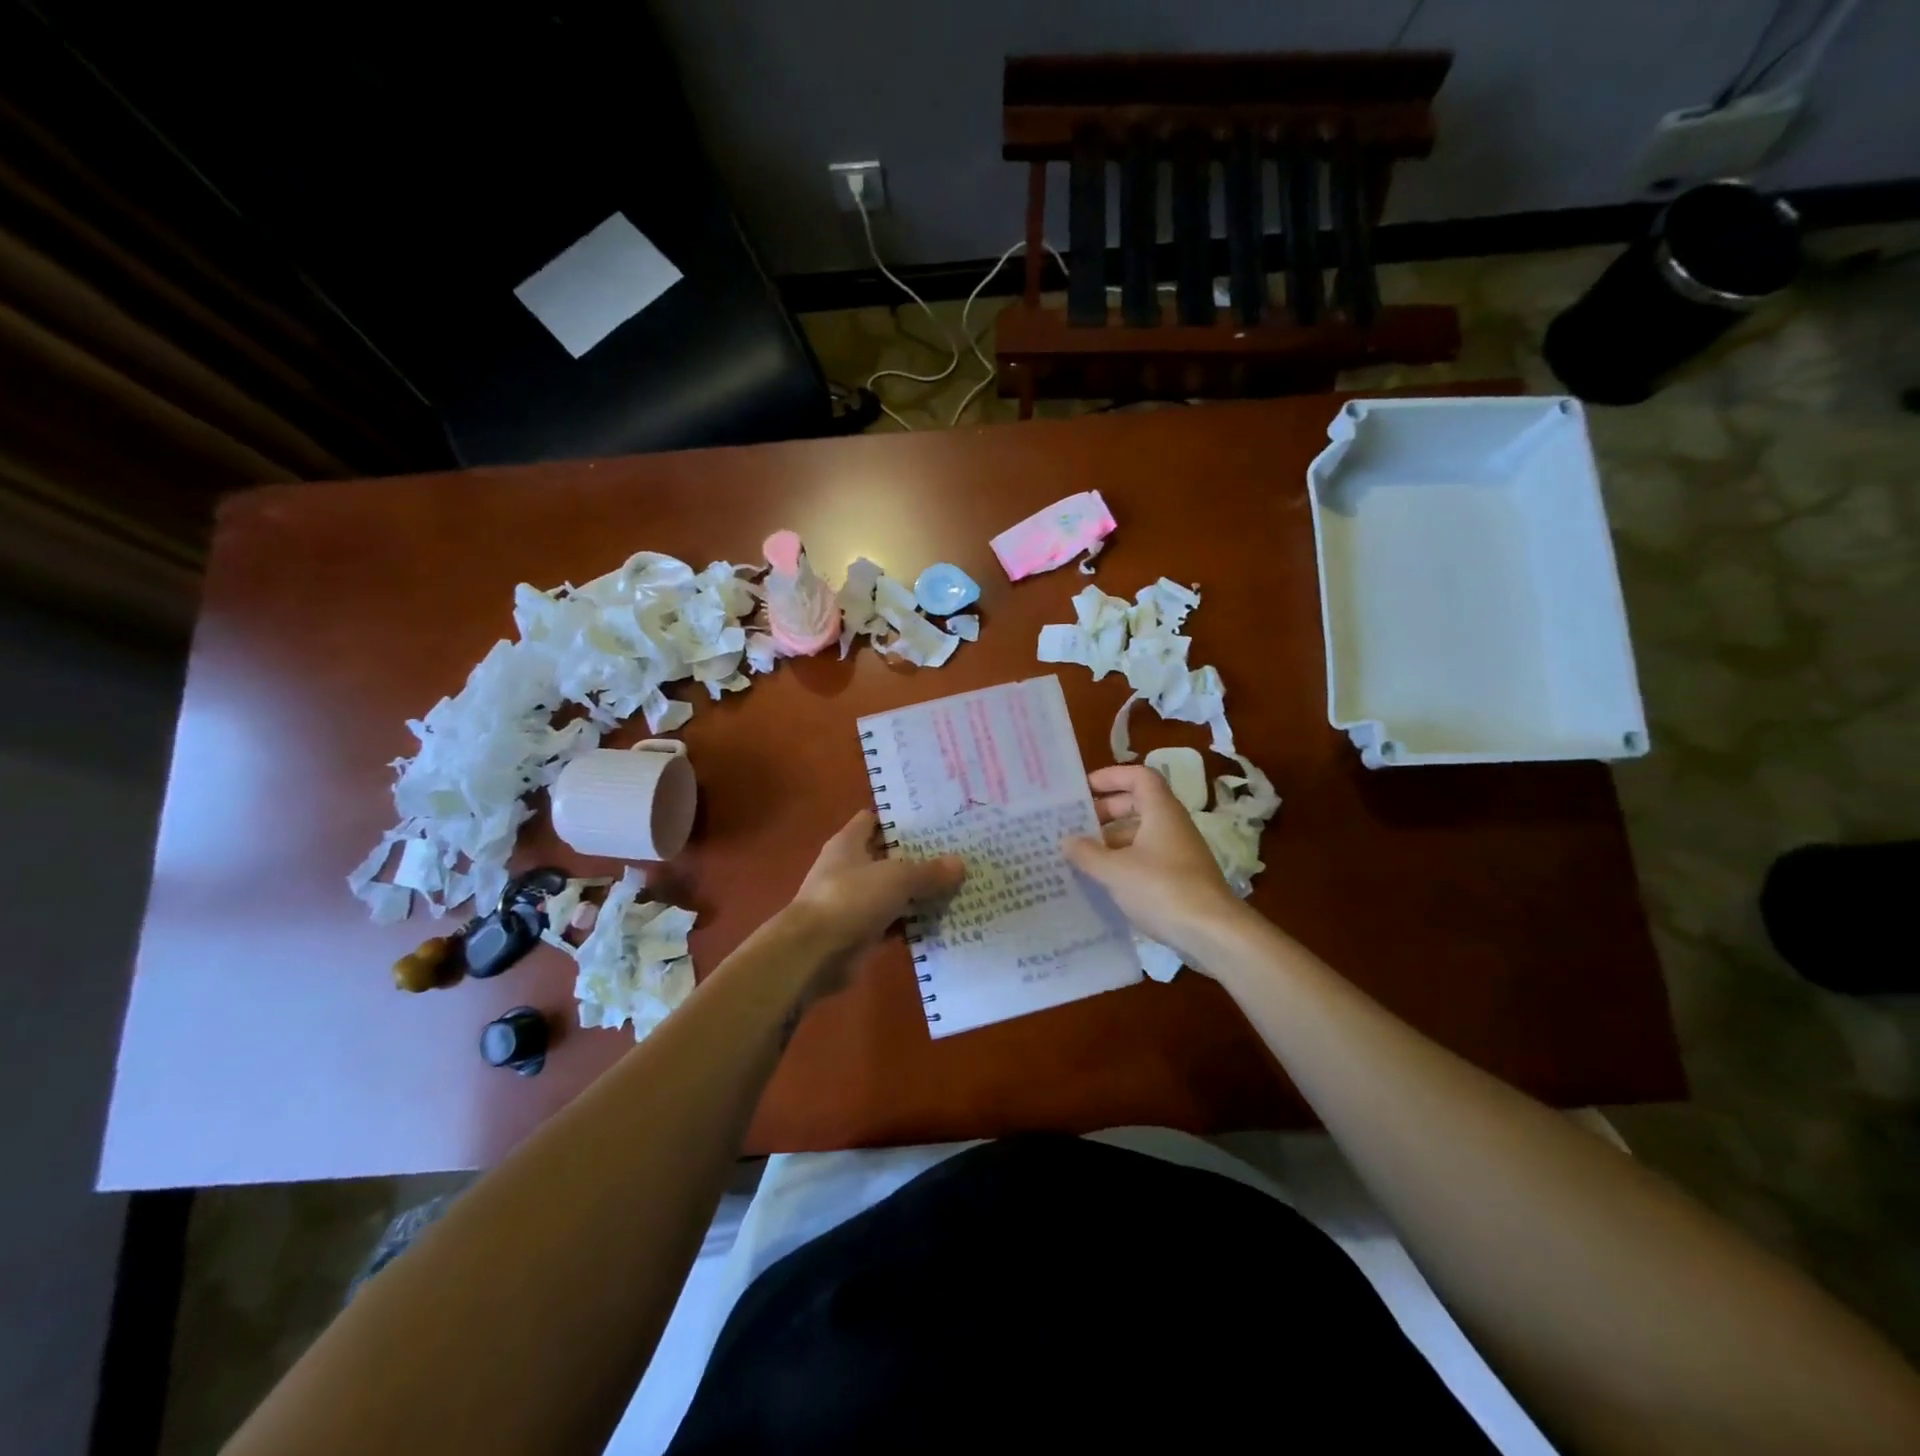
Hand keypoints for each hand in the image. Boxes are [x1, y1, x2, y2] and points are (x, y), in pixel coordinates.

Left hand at [785, 810, 965, 1000]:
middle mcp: (849, 868)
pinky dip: (912, 923)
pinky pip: (893, 922)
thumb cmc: (851, 899)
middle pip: (888, 857)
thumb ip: (928, 871)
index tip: (933, 820)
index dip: (900, 819)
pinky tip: (942, 922)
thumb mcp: (897, 878)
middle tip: (957, 854)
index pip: (874, 820)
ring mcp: (854, 902)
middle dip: (918, 857)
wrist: (814, 953)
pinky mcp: (860, 932)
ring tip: (958, 887)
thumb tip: (960, 864)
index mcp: (848, 843)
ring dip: (918, 893)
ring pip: (893, 892)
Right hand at [1064, 764, 1247, 964]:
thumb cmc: (1162, 889)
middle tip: (1076, 825)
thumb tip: (1066, 840)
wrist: (1212, 933)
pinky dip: (1124, 862)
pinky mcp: (1180, 878)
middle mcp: (1172, 825)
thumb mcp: (1115, 871)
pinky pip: (1147, 858)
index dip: (1111, 776)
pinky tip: (1103, 881)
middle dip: (1106, 811)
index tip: (1084, 789)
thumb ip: (1087, 853)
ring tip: (1081, 856)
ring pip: (1141, 834)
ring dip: (1112, 840)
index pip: (1138, 776)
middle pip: (1138, 804)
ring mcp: (1178, 853)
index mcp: (1161, 811)